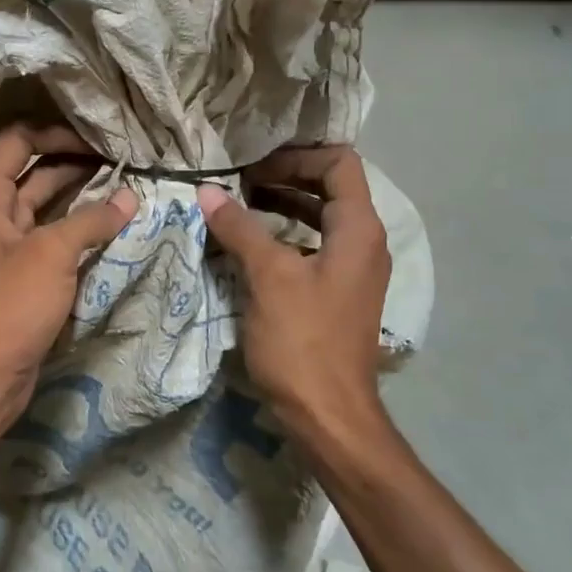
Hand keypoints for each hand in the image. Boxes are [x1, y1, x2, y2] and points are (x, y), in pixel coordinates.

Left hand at [0, 124, 136, 437]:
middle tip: (125, 162)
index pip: (19, 140)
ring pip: (50, 206)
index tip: (99, 142)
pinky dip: (81, 230)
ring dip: (83, 197)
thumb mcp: (51, 254)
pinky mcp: (25, 275)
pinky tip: (114, 227)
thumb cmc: (8, 305)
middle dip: (77, 163)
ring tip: (128, 189)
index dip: (56, 133)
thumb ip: (91, 220)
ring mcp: (10, 245)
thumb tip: (129, 196)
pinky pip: (55, 239)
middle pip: (37, 171)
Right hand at [195, 146, 389, 432]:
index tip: (252, 167)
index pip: (338, 163)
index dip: (296, 156)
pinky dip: (283, 234)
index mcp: (358, 229)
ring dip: (281, 205)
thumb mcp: (268, 277)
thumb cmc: (303, 341)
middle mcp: (363, 242)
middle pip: (330, 186)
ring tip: (237, 204)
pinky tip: (249, 243)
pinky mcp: (336, 292)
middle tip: (238, 181)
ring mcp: (352, 269)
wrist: (330, 416)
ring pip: (319, 217)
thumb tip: (207, 191)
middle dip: (284, 176)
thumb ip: (240, 228)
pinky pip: (312, 245)